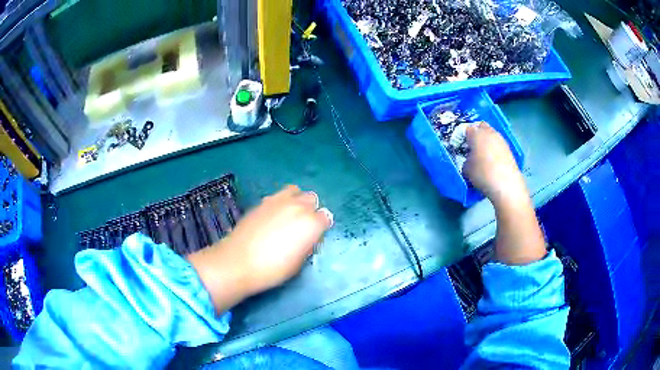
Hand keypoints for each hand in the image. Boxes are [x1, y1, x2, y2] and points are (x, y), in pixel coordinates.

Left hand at [187, 185, 332, 313]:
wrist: (238, 262)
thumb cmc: (272, 269)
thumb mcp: (298, 263)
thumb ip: (307, 245)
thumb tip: (307, 238)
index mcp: (311, 223)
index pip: (326, 217)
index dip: (321, 227)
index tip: (314, 237)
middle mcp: (297, 206)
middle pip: (312, 199)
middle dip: (310, 210)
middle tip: (302, 226)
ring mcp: (278, 201)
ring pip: (295, 191)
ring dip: (296, 200)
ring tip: (288, 215)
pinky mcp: (261, 202)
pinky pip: (277, 196)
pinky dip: (280, 203)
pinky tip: (271, 217)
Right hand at [464, 122, 527, 204]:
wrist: (506, 185)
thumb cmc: (482, 174)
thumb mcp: (466, 169)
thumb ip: (466, 159)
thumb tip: (470, 159)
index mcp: (476, 134)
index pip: (467, 128)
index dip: (464, 136)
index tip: (462, 145)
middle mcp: (489, 132)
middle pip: (482, 126)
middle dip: (477, 133)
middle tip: (473, 145)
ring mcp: (501, 140)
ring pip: (492, 134)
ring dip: (487, 140)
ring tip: (483, 154)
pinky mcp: (509, 149)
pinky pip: (498, 144)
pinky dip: (495, 149)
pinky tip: (493, 161)